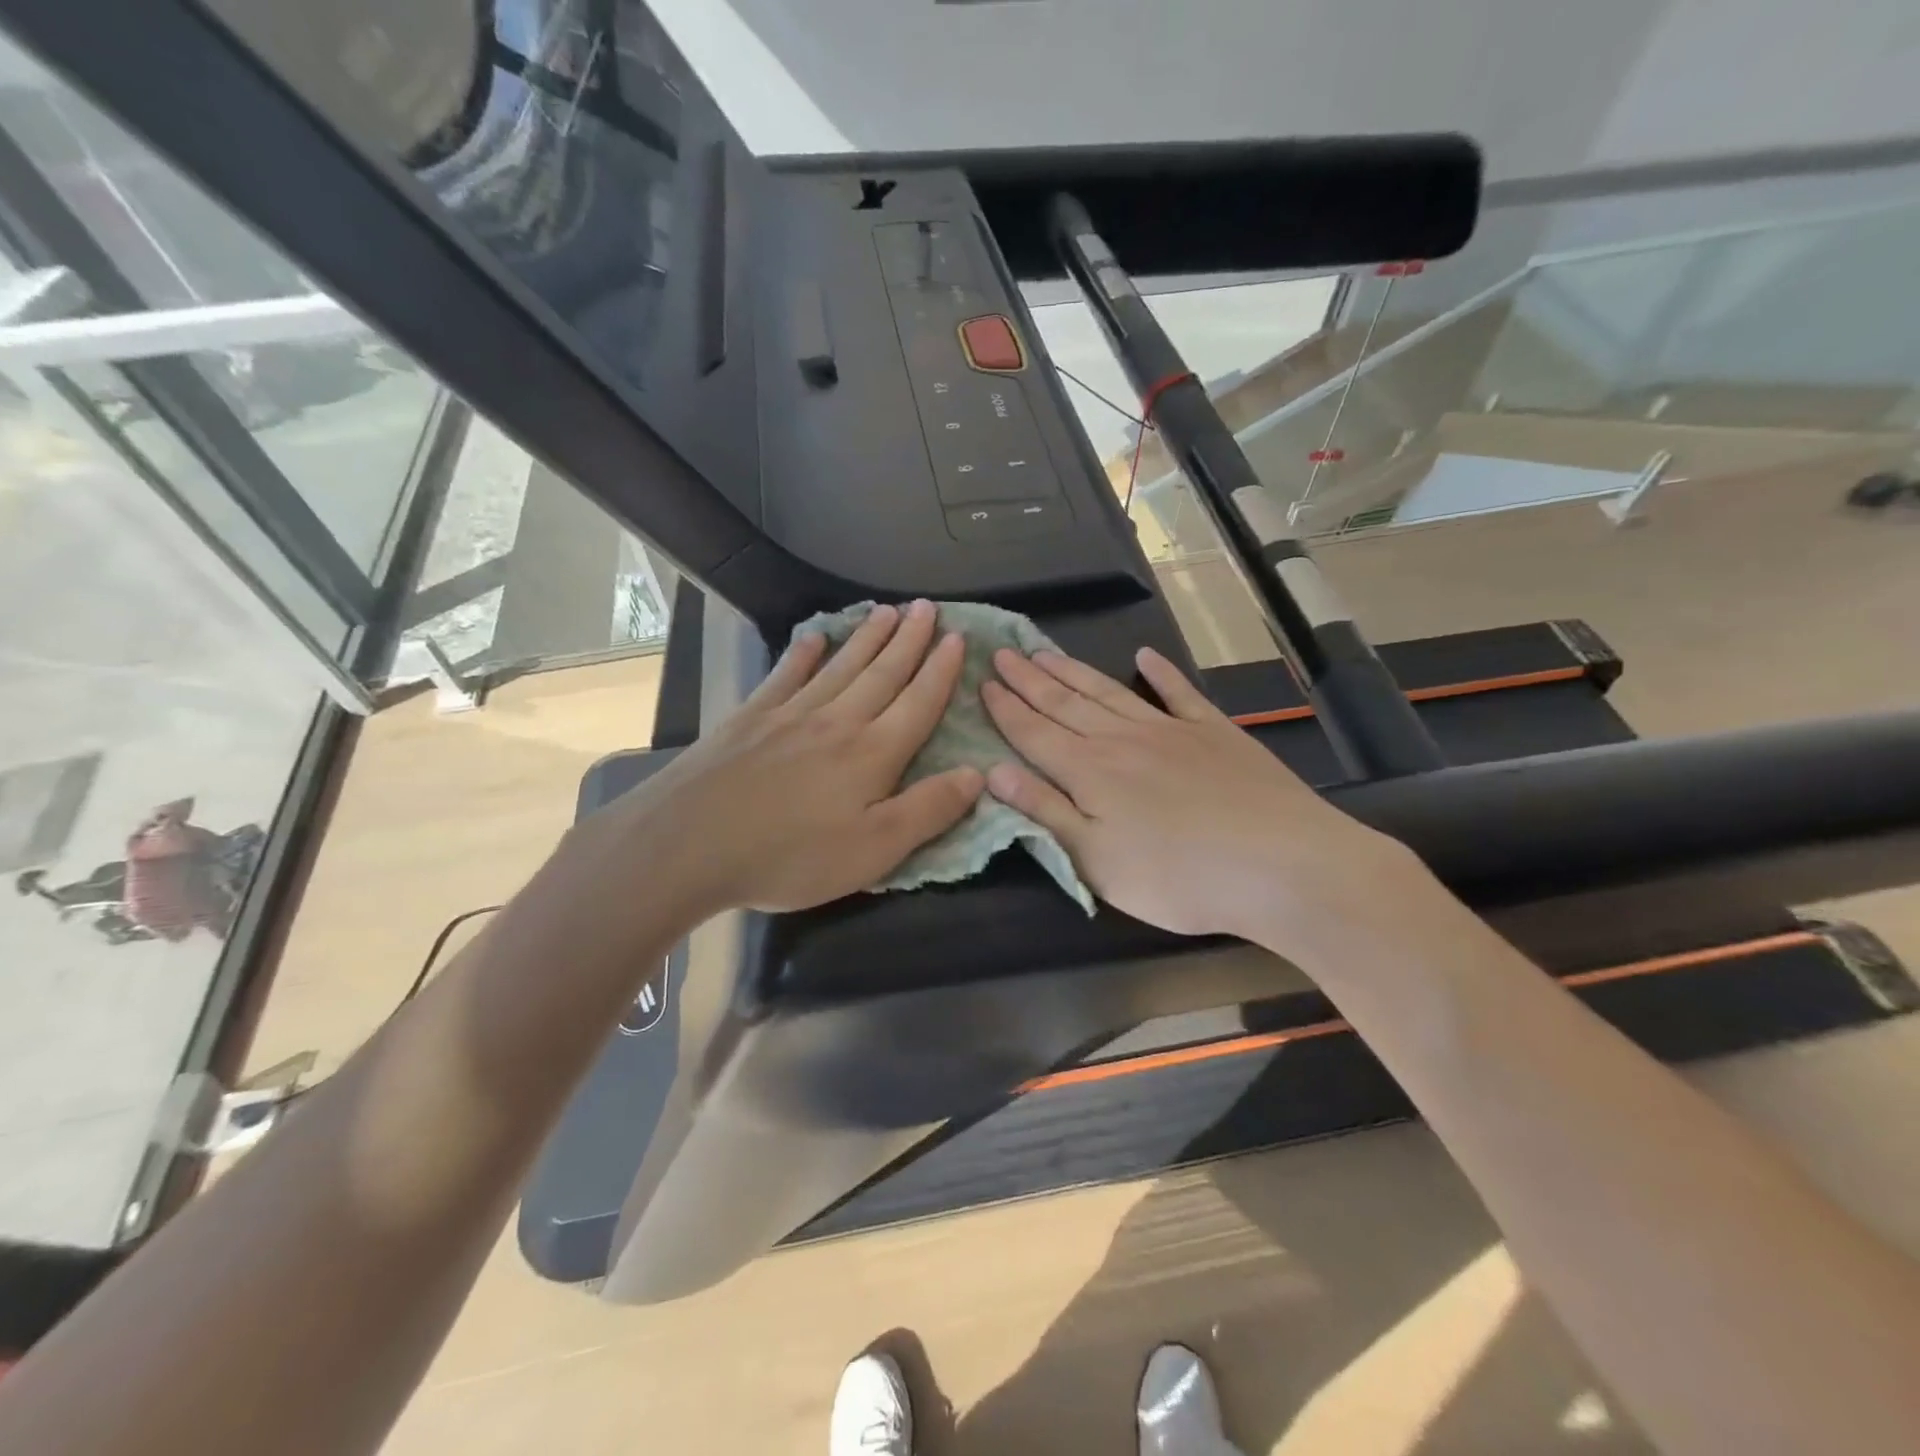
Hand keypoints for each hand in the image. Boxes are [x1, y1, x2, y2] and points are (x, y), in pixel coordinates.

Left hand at [591, 600, 983, 915]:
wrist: (688, 844)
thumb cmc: (790, 855)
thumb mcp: (874, 850)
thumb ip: (928, 810)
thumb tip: (978, 775)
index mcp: (873, 753)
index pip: (918, 702)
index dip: (941, 670)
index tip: (957, 637)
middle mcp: (838, 721)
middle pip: (882, 672)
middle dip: (910, 640)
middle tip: (928, 607)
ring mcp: (790, 715)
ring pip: (841, 666)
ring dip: (868, 638)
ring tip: (888, 611)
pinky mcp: (750, 719)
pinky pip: (785, 676)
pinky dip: (803, 654)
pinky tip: (814, 637)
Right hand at [980, 645, 1420, 947]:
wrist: (1281, 865)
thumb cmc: (1177, 877)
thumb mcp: (1095, 860)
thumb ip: (1045, 812)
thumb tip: (995, 771)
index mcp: (1089, 772)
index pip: (1035, 734)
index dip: (1006, 709)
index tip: (984, 682)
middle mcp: (1122, 740)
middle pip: (1065, 704)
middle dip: (1030, 679)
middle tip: (1003, 652)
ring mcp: (1170, 730)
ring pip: (1109, 692)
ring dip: (1074, 672)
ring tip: (1046, 651)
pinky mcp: (1214, 732)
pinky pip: (1179, 694)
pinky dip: (1161, 672)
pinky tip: (1146, 655)